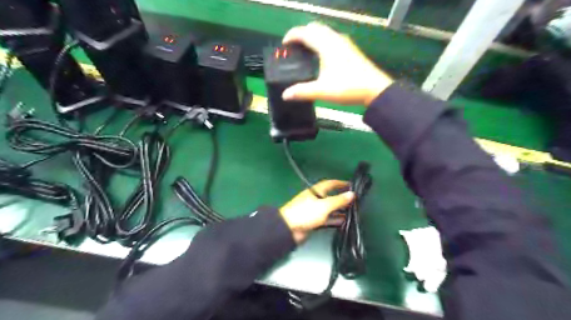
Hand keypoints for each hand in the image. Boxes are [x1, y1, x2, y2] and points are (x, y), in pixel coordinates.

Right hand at [280, 22, 392, 107]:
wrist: (374, 89)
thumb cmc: (348, 87)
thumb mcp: (322, 91)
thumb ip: (302, 92)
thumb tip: (285, 95)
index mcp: (326, 45)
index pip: (305, 32)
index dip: (292, 35)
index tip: (283, 44)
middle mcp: (335, 40)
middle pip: (315, 28)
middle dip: (302, 34)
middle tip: (293, 47)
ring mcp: (345, 44)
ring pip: (325, 32)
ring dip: (313, 37)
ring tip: (305, 51)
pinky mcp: (350, 50)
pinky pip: (332, 38)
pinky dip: (322, 41)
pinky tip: (321, 56)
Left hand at [280, 180, 355, 242]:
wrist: (289, 229)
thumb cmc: (305, 213)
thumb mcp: (324, 206)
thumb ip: (338, 201)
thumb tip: (351, 194)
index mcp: (315, 191)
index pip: (330, 184)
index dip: (340, 183)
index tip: (350, 185)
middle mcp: (315, 199)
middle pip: (330, 197)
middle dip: (341, 199)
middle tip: (354, 201)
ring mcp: (314, 211)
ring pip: (329, 209)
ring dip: (339, 211)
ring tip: (352, 212)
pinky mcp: (313, 222)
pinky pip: (326, 219)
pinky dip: (334, 220)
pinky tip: (343, 222)